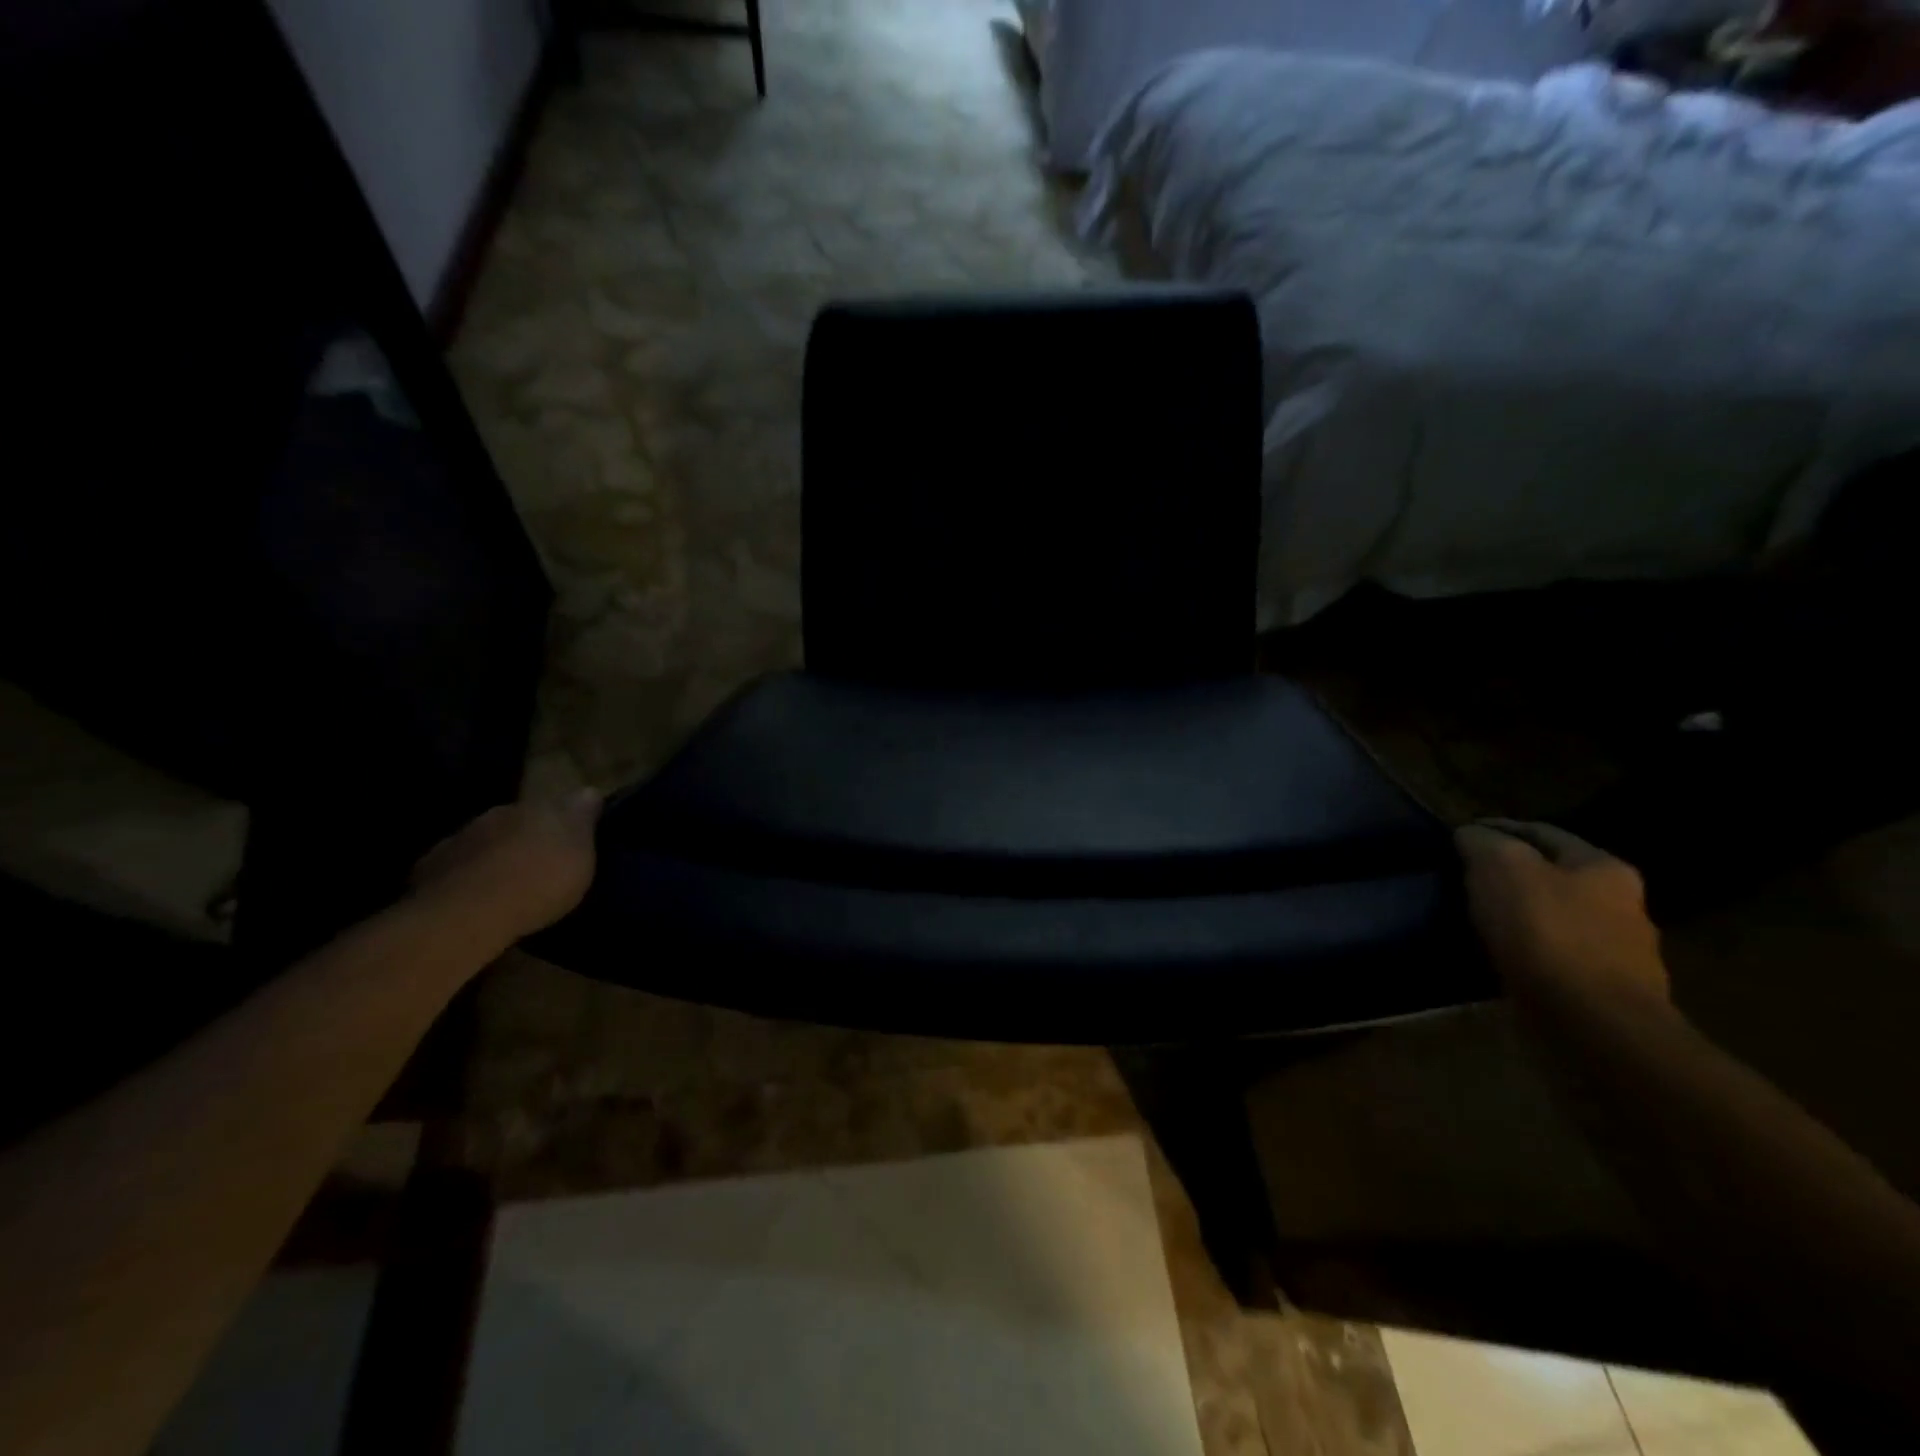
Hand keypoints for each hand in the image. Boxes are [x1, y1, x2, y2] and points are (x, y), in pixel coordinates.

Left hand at [410, 790, 601, 943]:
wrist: (466, 913)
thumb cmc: (539, 880)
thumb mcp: (580, 852)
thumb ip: (582, 819)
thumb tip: (589, 790)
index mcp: (537, 807)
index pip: (558, 803)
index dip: (566, 818)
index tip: (574, 834)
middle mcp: (498, 814)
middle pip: (518, 819)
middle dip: (528, 835)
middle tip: (540, 860)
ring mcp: (460, 838)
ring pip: (486, 840)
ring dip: (496, 854)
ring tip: (506, 882)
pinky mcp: (431, 866)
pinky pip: (456, 866)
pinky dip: (467, 875)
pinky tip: (474, 895)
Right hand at [1455, 819, 1668, 1007]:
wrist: (1593, 1024)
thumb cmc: (1546, 933)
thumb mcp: (1501, 868)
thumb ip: (1483, 842)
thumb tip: (1470, 835)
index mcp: (1603, 867)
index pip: (1540, 832)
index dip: (1496, 827)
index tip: (1458, 835)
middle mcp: (1622, 904)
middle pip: (1552, 876)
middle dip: (1510, 874)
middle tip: (1463, 877)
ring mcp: (1617, 952)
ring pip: (1553, 918)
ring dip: (1518, 916)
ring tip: (1474, 919)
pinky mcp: (1601, 992)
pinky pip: (1552, 958)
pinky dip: (1524, 952)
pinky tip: (1497, 956)